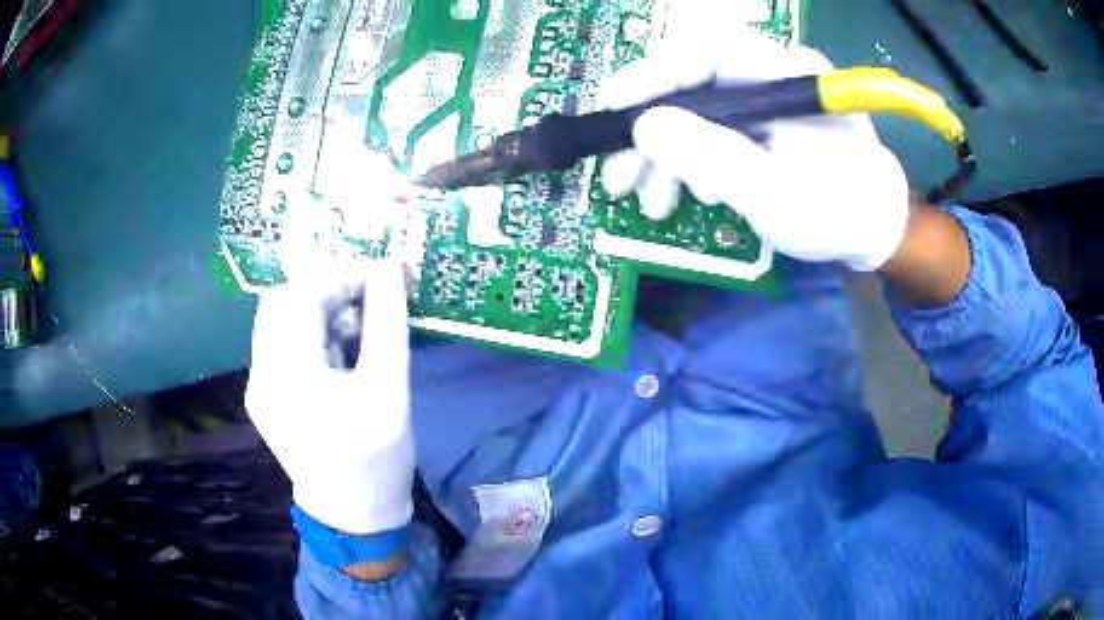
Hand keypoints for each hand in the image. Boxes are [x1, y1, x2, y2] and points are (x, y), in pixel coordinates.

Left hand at [246, 255, 413, 534]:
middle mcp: (261, 374)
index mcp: (289, 374)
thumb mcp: (389, 389)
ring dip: (316, 310)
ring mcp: (258, 385)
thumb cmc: (376, 458)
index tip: (380, 281)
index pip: (302, 295)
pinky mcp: (263, 395)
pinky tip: (337, 353)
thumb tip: (388, 267)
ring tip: (355, 327)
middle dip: (326, 289)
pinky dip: (307, 332)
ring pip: (278, 319)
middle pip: (282, 301)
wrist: (350, 513)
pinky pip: (279, 343)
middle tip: (365, 301)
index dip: (341, 276)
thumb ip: (388, 323)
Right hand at [601, 26, 909, 270]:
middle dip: (653, 132)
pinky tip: (687, 193)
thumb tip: (643, 126)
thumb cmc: (838, 214)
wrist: (875, 231)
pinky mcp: (764, 122)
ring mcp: (767, 99)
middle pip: (695, 84)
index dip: (653, 75)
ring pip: (699, 111)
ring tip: (652, 201)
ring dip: (667, 156)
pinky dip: (694, 161)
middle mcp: (773, 75)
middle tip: (619, 177)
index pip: (707, 53)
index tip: (613, 106)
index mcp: (786, 74)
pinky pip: (716, 130)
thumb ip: (712, 157)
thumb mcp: (775, 194)